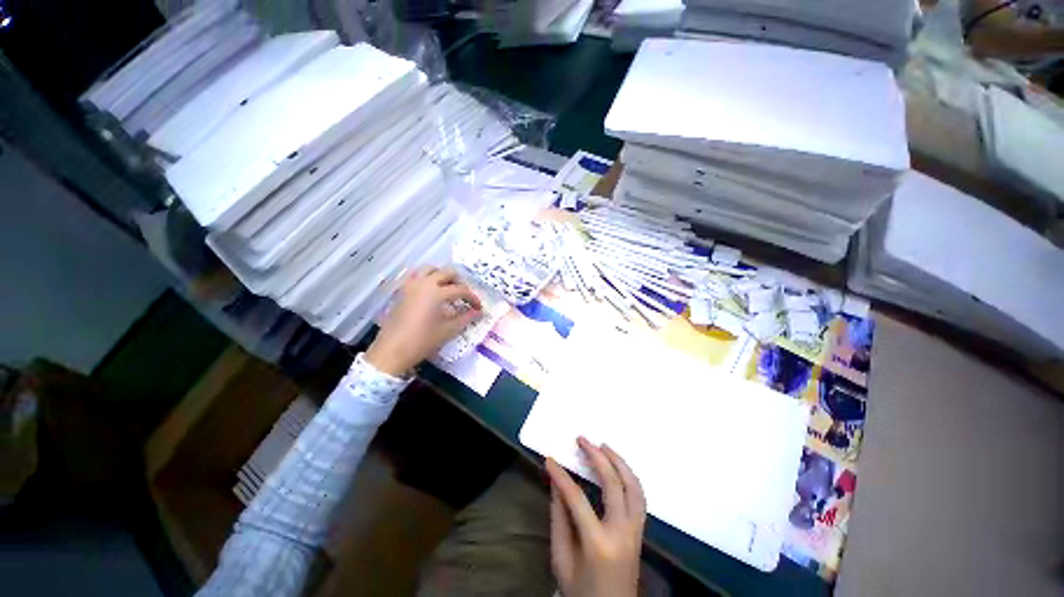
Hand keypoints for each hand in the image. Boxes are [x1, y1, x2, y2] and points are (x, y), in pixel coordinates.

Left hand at [365, 267, 481, 375]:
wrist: (392, 351)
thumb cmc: (422, 341)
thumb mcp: (448, 330)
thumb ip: (465, 318)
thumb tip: (478, 312)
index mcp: (437, 292)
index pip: (461, 289)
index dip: (472, 298)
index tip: (478, 307)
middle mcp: (424, 283)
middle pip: (447, 272)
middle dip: (459, 282)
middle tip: (464, 296)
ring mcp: (410, 285)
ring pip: (430, 269)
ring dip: (442, 275)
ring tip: (447, 289)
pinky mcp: (401, 290)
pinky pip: (416, 275)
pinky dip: (426, 278)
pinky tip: (430, 291)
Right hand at [546, 437, 646, 596]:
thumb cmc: (581, 591)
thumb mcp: (561, 559)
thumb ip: (559, 518)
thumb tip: (556, 483)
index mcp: (598, 543)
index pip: (577, 498)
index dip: (561, 476)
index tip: (549, 459)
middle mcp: (622, 532)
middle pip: (613, 484)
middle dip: (596, 456)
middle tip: (582, 439)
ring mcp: (636, 531)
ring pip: (633, 487)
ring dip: (619, 462)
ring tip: (603, 446)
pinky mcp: (641, 531)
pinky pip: (640, 497)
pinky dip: (630, 476)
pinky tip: (618, 467)